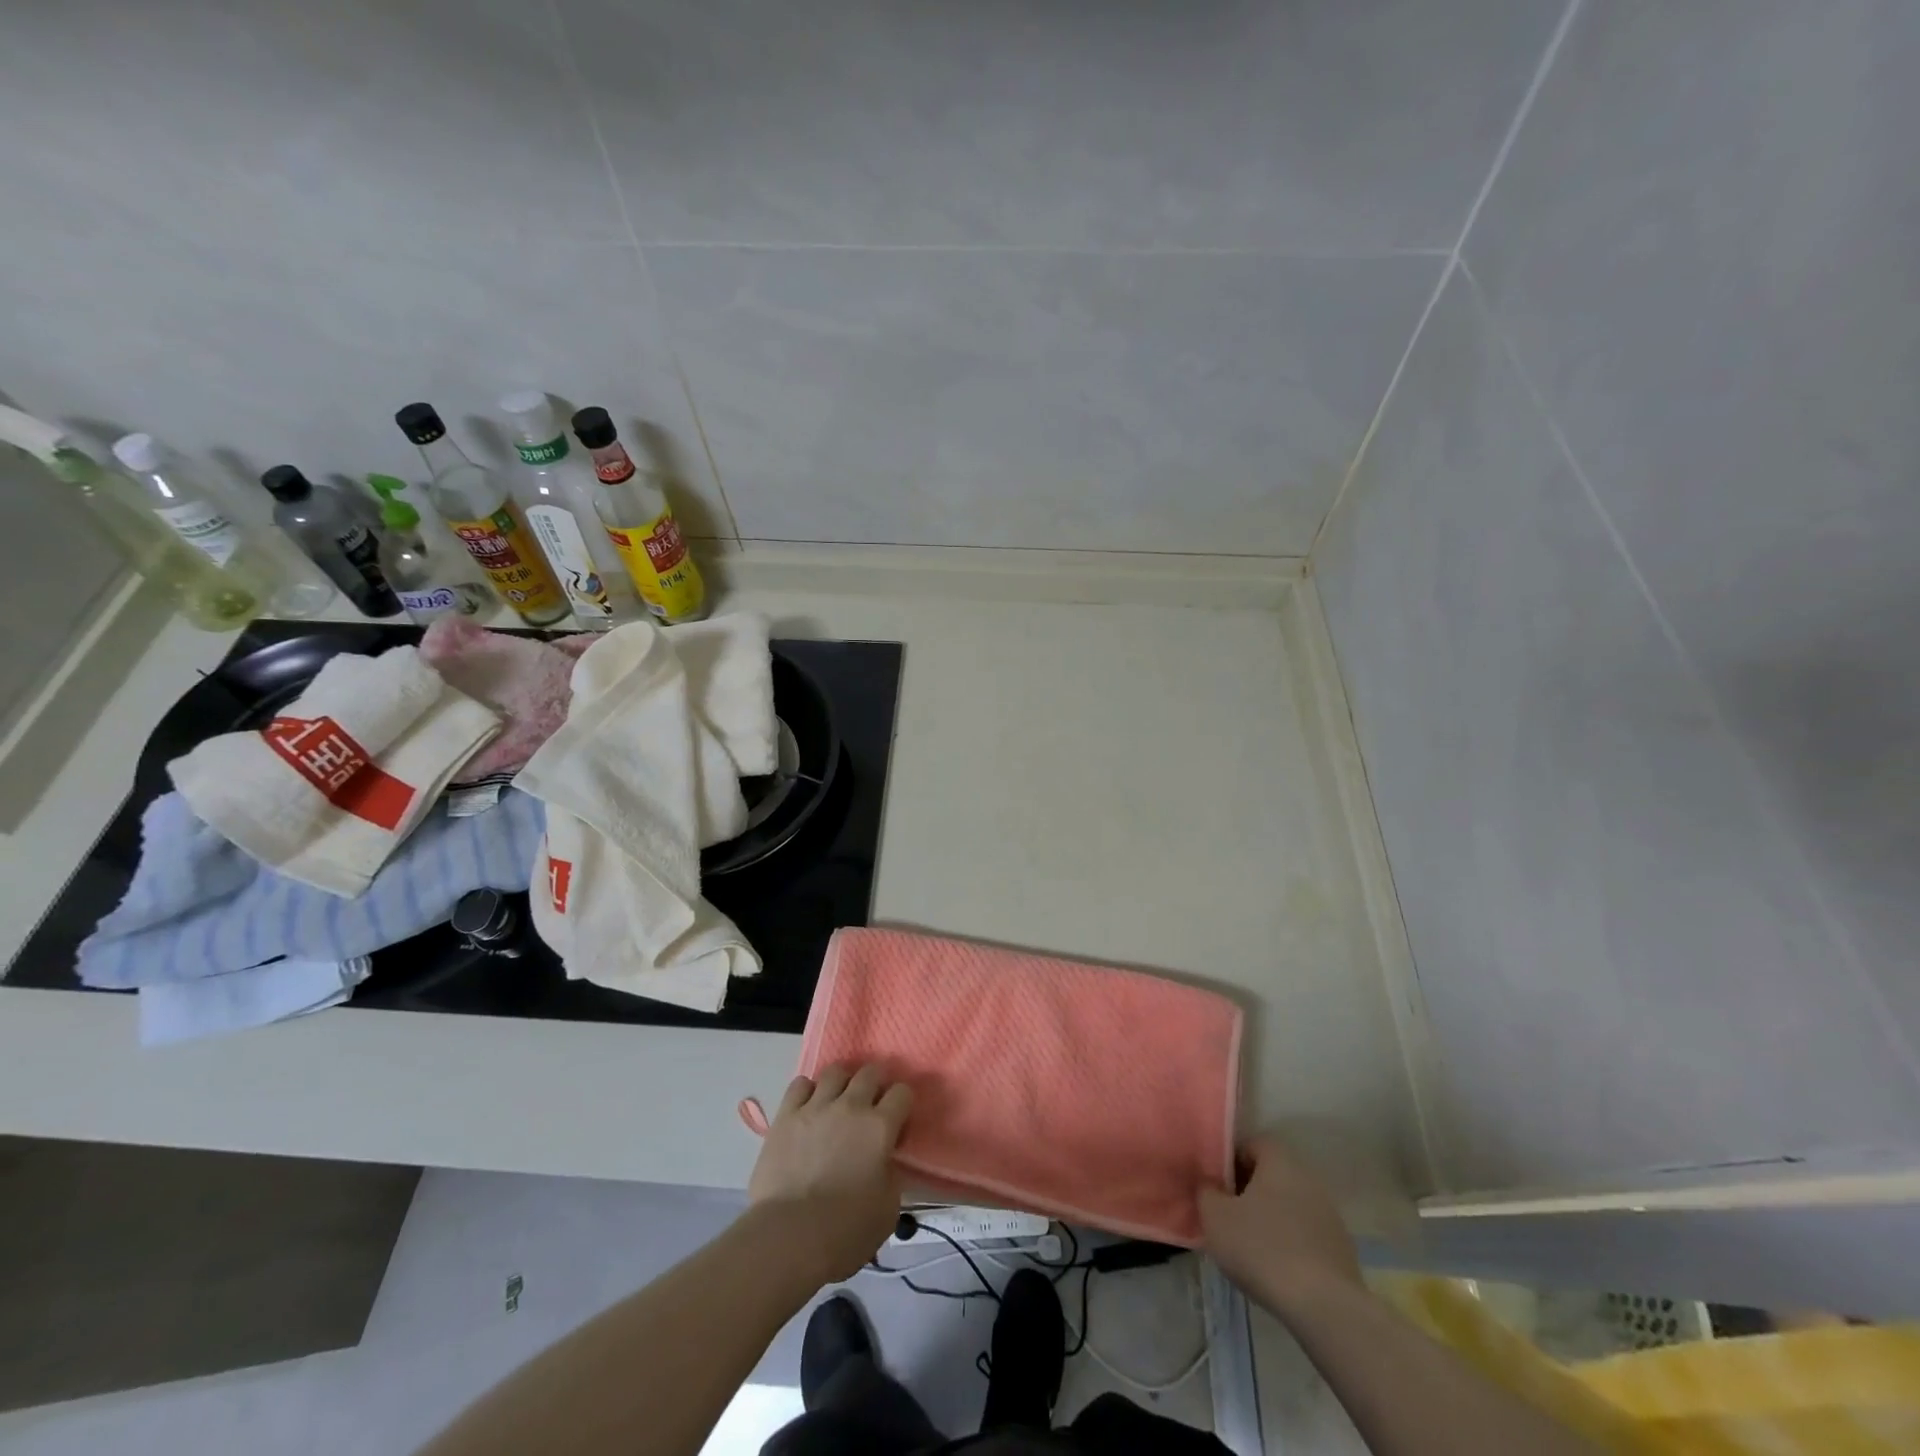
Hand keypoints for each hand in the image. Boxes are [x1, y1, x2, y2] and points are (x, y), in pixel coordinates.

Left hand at [748, 1064, 912, 1282]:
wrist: (789, 1237)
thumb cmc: (845, 1231)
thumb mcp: (888, 1209)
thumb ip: (891, 1174)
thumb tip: (884, 1161)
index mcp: (880, 1127)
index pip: (902, 1093)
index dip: (902, 1104)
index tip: (897, 1121)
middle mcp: (851, 1106)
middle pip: (870, 1072)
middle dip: (875, 1084)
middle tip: (870, 1106)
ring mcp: (816, 1107)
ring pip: (835, 1071)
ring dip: (842, 1083)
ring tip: (838, 1102)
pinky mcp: (786, 1115)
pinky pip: (800, 1084)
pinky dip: (808, 1091)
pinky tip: (809, 1108)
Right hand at [1200, 1134, 1361, 1314]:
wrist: (1325, 1308)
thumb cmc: (1262, 1249)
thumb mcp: (1215, 1217)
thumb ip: (1206, 1191)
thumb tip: (1210, 1185)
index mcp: (1280, 1161)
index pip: (1252, 1144)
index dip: (1230, 1161)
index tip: (1215, 1185)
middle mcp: (1309, 1180)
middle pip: (1271, 1176)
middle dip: (1248, 1191)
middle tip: (1226, 1215)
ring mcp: (1330, 1216)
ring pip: (1289, 1207)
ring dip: (1269, 1219)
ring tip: (1249, 1246)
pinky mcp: (1341, 1251)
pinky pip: (1305, 1236)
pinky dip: (1289, 1244)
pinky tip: (1275, 1269)